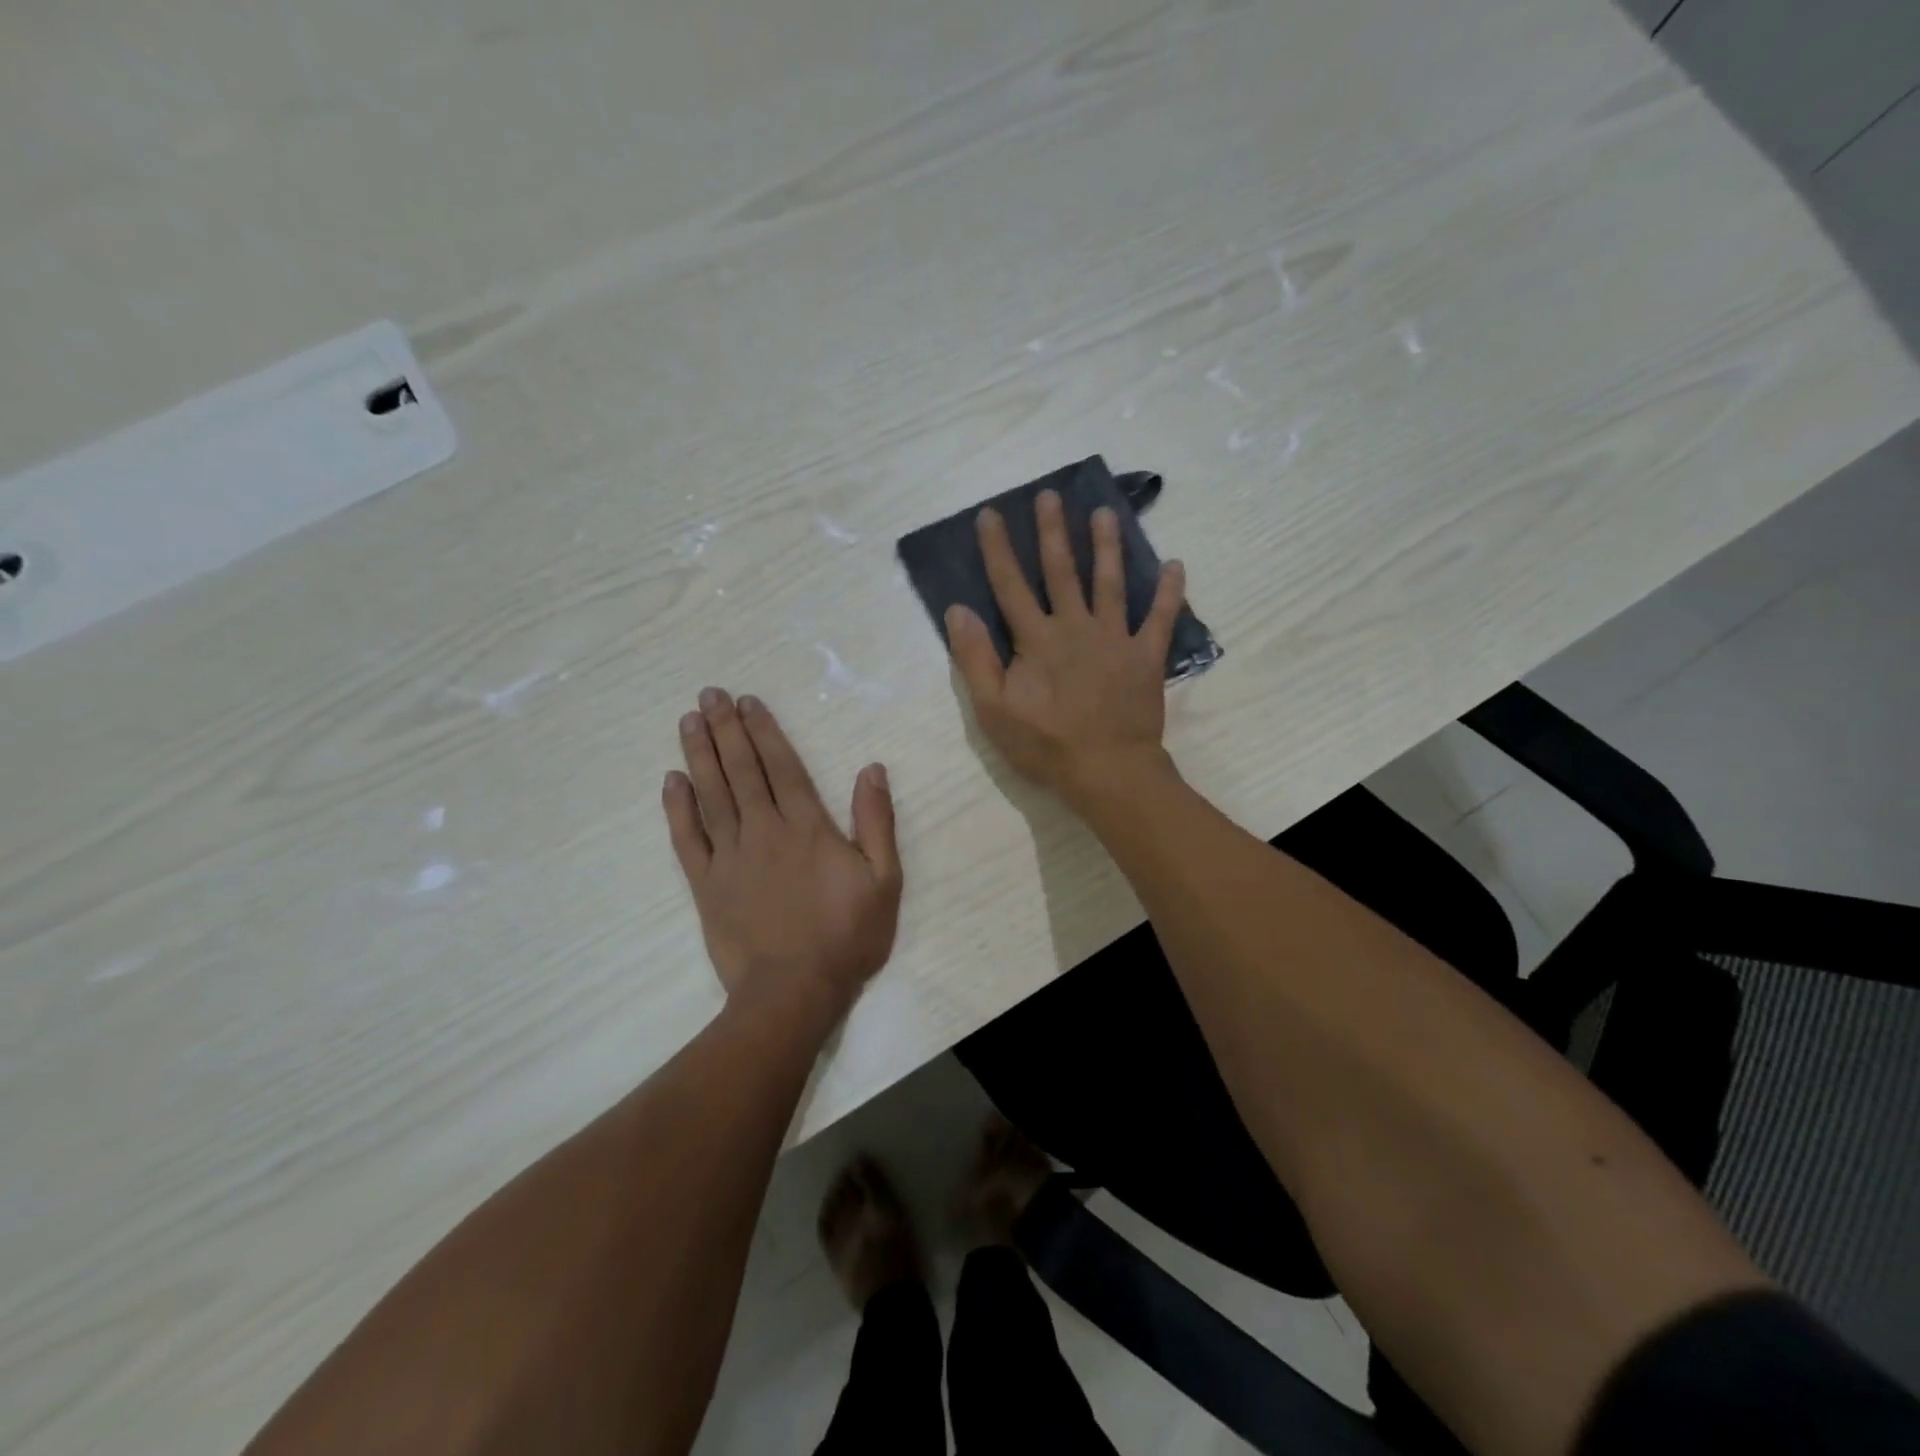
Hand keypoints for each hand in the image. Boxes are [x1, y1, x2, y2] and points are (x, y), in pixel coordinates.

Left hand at [664, 689, 902, 1024]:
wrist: (794, 992)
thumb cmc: (847, 935)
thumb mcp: (884, 878)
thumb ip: (876, 821)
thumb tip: (871, 769)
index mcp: (807, 826)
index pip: (781, 766)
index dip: (763, 731)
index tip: (747, 701)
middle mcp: (764, 830)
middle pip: (741, 770)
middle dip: (726, 729)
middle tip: (708, 695)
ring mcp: (730, 857)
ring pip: (711, 795)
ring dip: (699, 755)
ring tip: (688, 721)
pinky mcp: (706, 885)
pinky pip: (687, 839)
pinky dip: (677, 809)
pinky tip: (671, 781)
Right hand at [946, 489, 1186, 807]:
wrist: (1108, 771)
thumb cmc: (1045, 745)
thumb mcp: (993, 709)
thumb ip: (975, 659)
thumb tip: (958, 610)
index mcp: (1036, 639)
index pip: (1010, 585)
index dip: (998, 549)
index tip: (991, 514)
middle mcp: (1075, 627)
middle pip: (1061, 571)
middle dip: (1053, 531)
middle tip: (1050, 495)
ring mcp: (1115, 639)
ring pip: (1110, 583)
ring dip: (1106, 546)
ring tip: (1105, 514)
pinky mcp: (1146, 657)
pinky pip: (1160, 619)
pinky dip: (1169, 593)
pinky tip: (1176, 565)